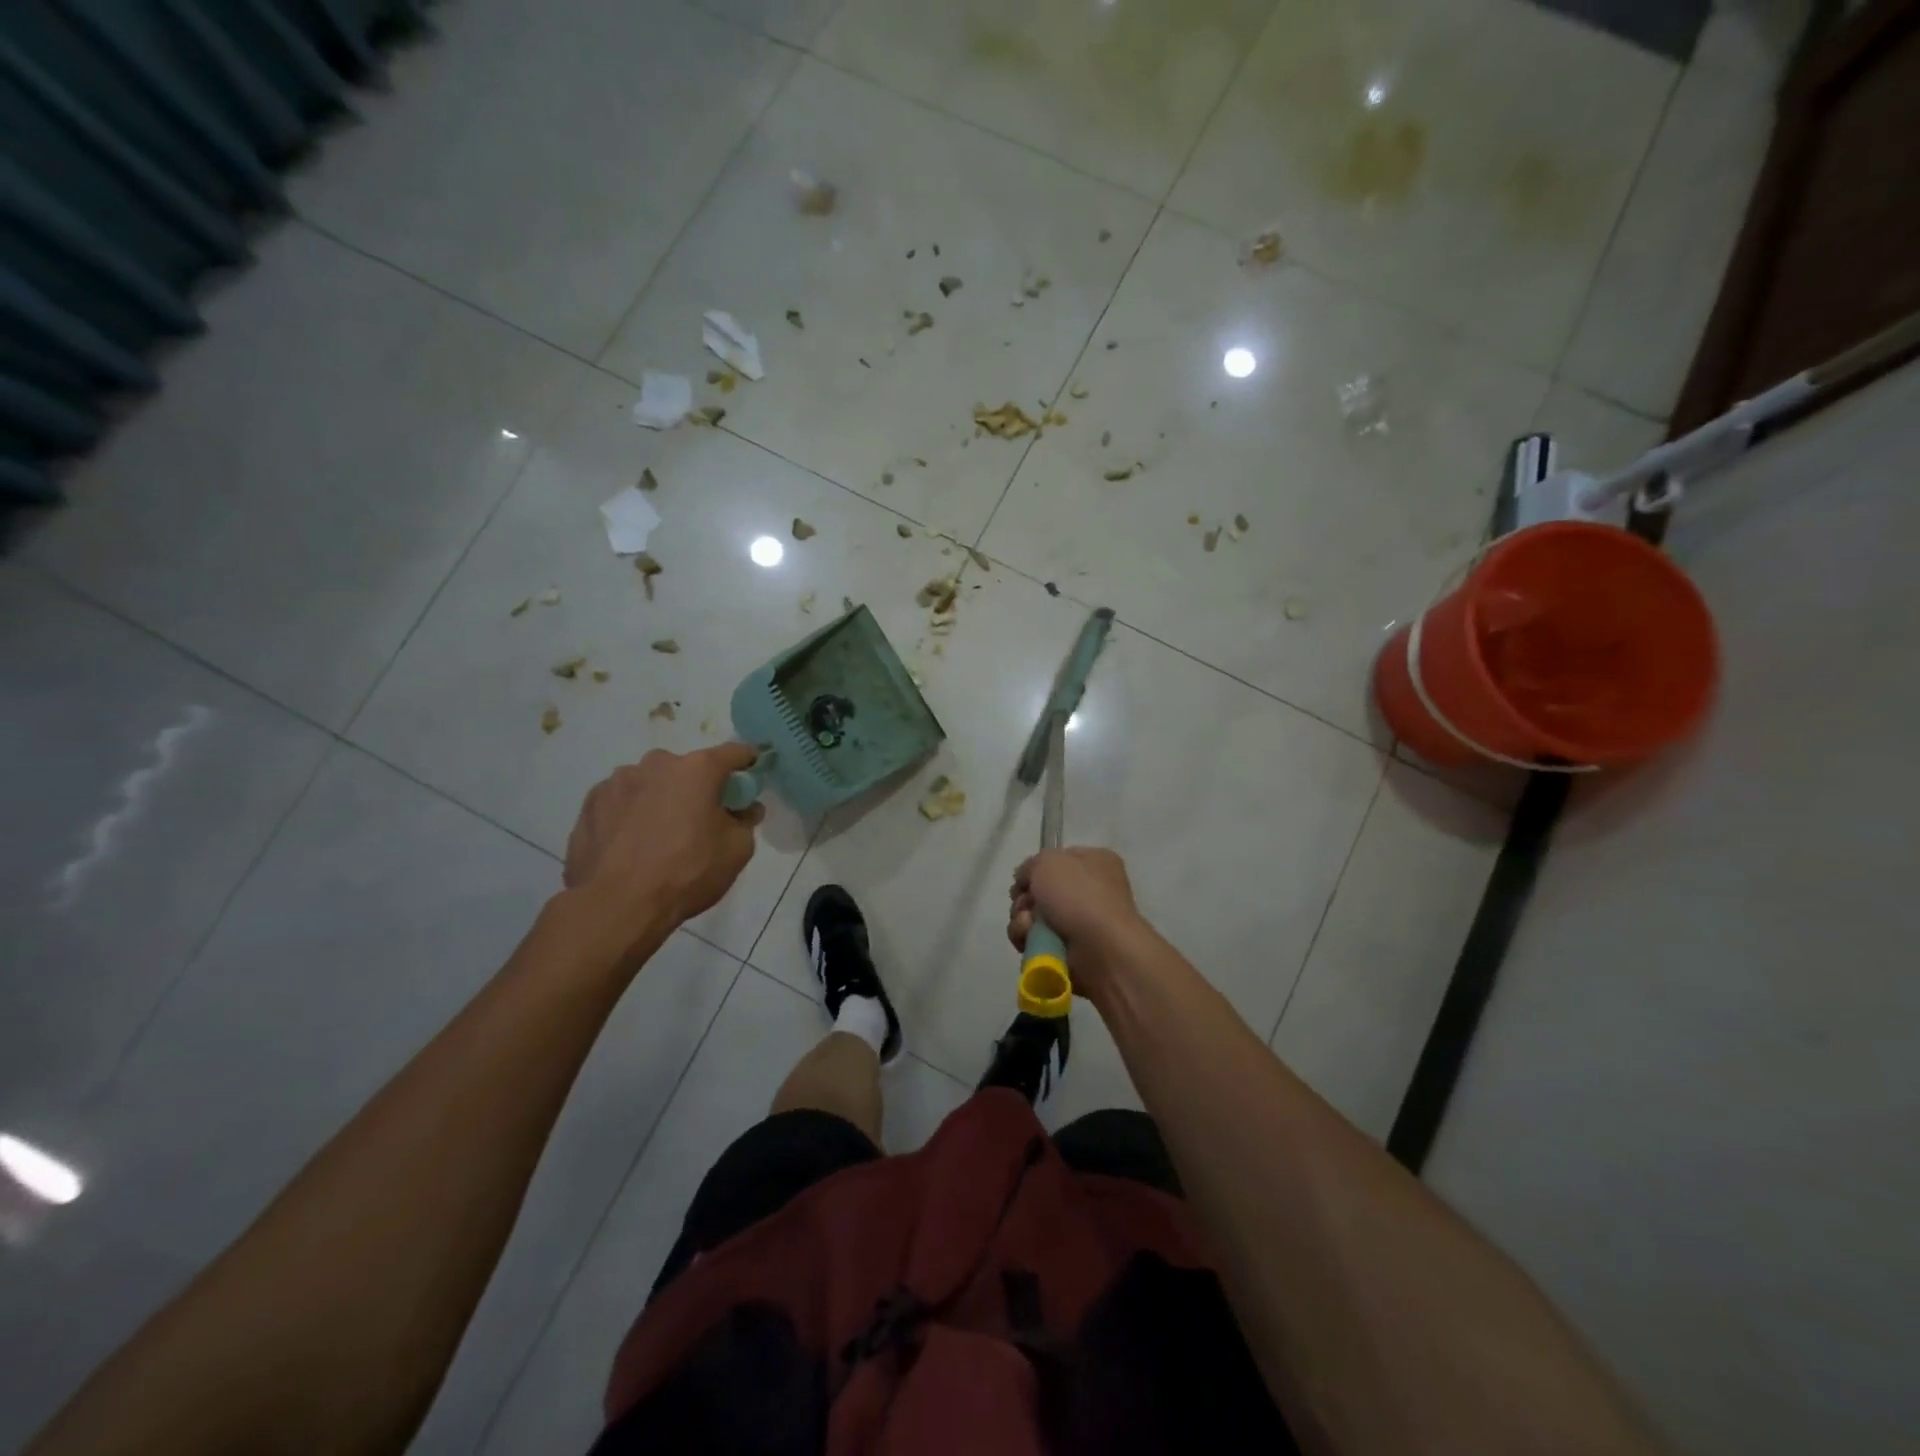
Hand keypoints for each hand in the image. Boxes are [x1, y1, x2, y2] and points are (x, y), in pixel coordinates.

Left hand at [565, 744, 764, 937]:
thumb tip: (744, 809)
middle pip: (688, 769)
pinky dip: (632, 814)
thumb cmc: (687, 873)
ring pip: (652, 784)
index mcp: (697, 769)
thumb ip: (746, 821)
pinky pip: (623, 801)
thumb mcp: (737, 850)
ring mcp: (618, 781)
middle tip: (701, 819)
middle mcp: (657, 764)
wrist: (616, 906)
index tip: (753, 772)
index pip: (734, 753)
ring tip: (660, 836)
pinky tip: (632, 844)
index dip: (748, 761)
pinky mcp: (590, 804)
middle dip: (698, 787)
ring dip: (662, 799)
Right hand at [1007, 847, 1146, 1006]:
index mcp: (1095, 863)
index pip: (1057, 860)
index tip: (1022, 880)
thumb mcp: (1048, 862)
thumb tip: (1025, 882)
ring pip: (1034, 918)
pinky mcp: (1070, 952)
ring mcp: (1080, 924)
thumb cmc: (1079, 896)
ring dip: (1022, 921)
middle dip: (1024, 900)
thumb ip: (1030, 865)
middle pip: (1040, 892)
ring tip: (1028, 926)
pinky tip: (1031, 942)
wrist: (1102, 949)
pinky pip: (1037, 943)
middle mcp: (1090, 892)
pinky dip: (1028, 941)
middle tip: (1025, 906)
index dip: (1035, 869)